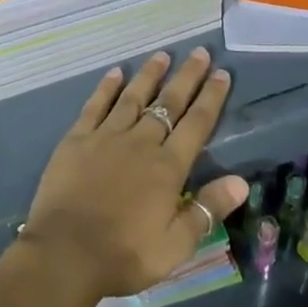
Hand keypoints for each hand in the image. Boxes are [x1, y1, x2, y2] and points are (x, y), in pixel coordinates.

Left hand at [18, 48, 248, 305]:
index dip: (211, 98)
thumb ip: (207, 209)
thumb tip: (241, 181)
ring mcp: (106, 136)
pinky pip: (96, 105)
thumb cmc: (124, 254)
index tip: (222, 74)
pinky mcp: (77, 139)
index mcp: (167, 168)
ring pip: (133, 97)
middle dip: (186, 77)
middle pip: (168, 103)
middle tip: (199, 52)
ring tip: (162, 55)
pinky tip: (115, 73)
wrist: (66, 252)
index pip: (196, 125)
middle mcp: (140, 143)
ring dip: (149, 75)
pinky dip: (107, 88)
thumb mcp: (175, 245)